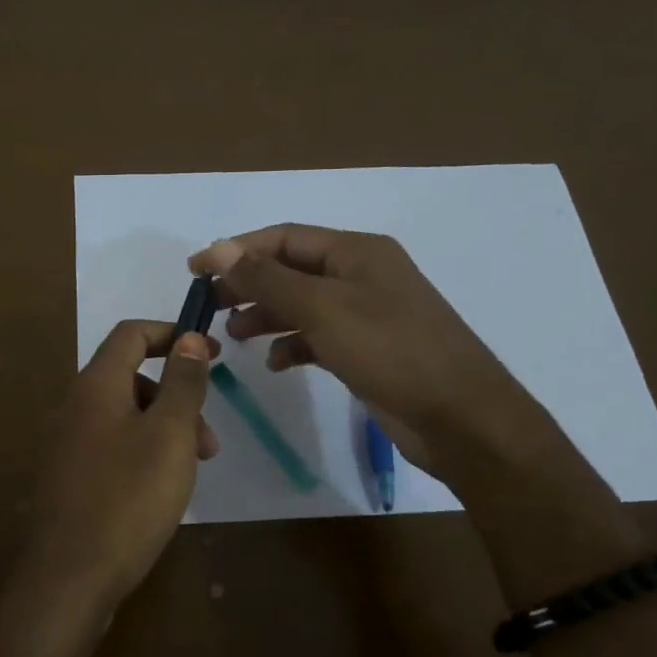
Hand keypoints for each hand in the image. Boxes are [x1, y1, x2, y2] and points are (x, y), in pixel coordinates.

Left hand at [14, 320, 218, 618]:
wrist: (67, 580)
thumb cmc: (127, 499)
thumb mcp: (169, 435)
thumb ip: (182, 383)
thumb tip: (187, 337)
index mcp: (96, 385)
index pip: (132, 334)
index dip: (173, 334)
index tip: (211, 353)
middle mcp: (75, 406)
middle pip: (132, 377)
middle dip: (176, 396)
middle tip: (208, 438)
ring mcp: (67, 444)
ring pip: (126, 416)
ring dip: (165, 429)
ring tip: (193, 470)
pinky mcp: (69, 477)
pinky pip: (113, 445)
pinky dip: (144, 451)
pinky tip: (161, 489)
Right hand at [190, 225, 520, 473]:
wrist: (461, 418)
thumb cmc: (392, 351)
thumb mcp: (324, 309)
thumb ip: (268, 279)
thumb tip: (219, 249)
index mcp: (356, 252)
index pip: (284, 238)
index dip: (236, 250)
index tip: (195, 271)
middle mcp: (361, 275)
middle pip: (290, 270)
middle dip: (248, 285)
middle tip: (208, 307)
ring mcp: (366, 314)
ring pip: (302, 305)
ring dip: (266, 316)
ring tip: (233, 337)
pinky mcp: (367, 350)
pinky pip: (318, 337)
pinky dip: (293, 346)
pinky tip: (275, 364)